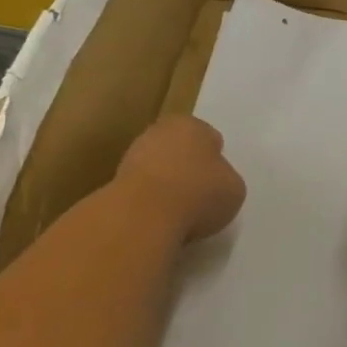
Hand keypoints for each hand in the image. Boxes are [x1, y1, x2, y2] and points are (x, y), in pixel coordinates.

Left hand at [116, 116, 245, 242]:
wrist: (143, 216)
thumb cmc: (198, 193)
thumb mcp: (234, 189)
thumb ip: (225, 181)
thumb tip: (214, 186)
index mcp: (192, 125)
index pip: (209, 138)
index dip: (215, 161)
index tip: (217, 183)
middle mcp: (159, 132)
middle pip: (179, 151)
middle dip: (186, 169)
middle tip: (198, 197)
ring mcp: (131, 156)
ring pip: (157, 170)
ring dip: (164, 187)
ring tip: (178, 215)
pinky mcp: (112, 183)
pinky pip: (140, 192)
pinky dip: (147, 204)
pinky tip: (156, 221)